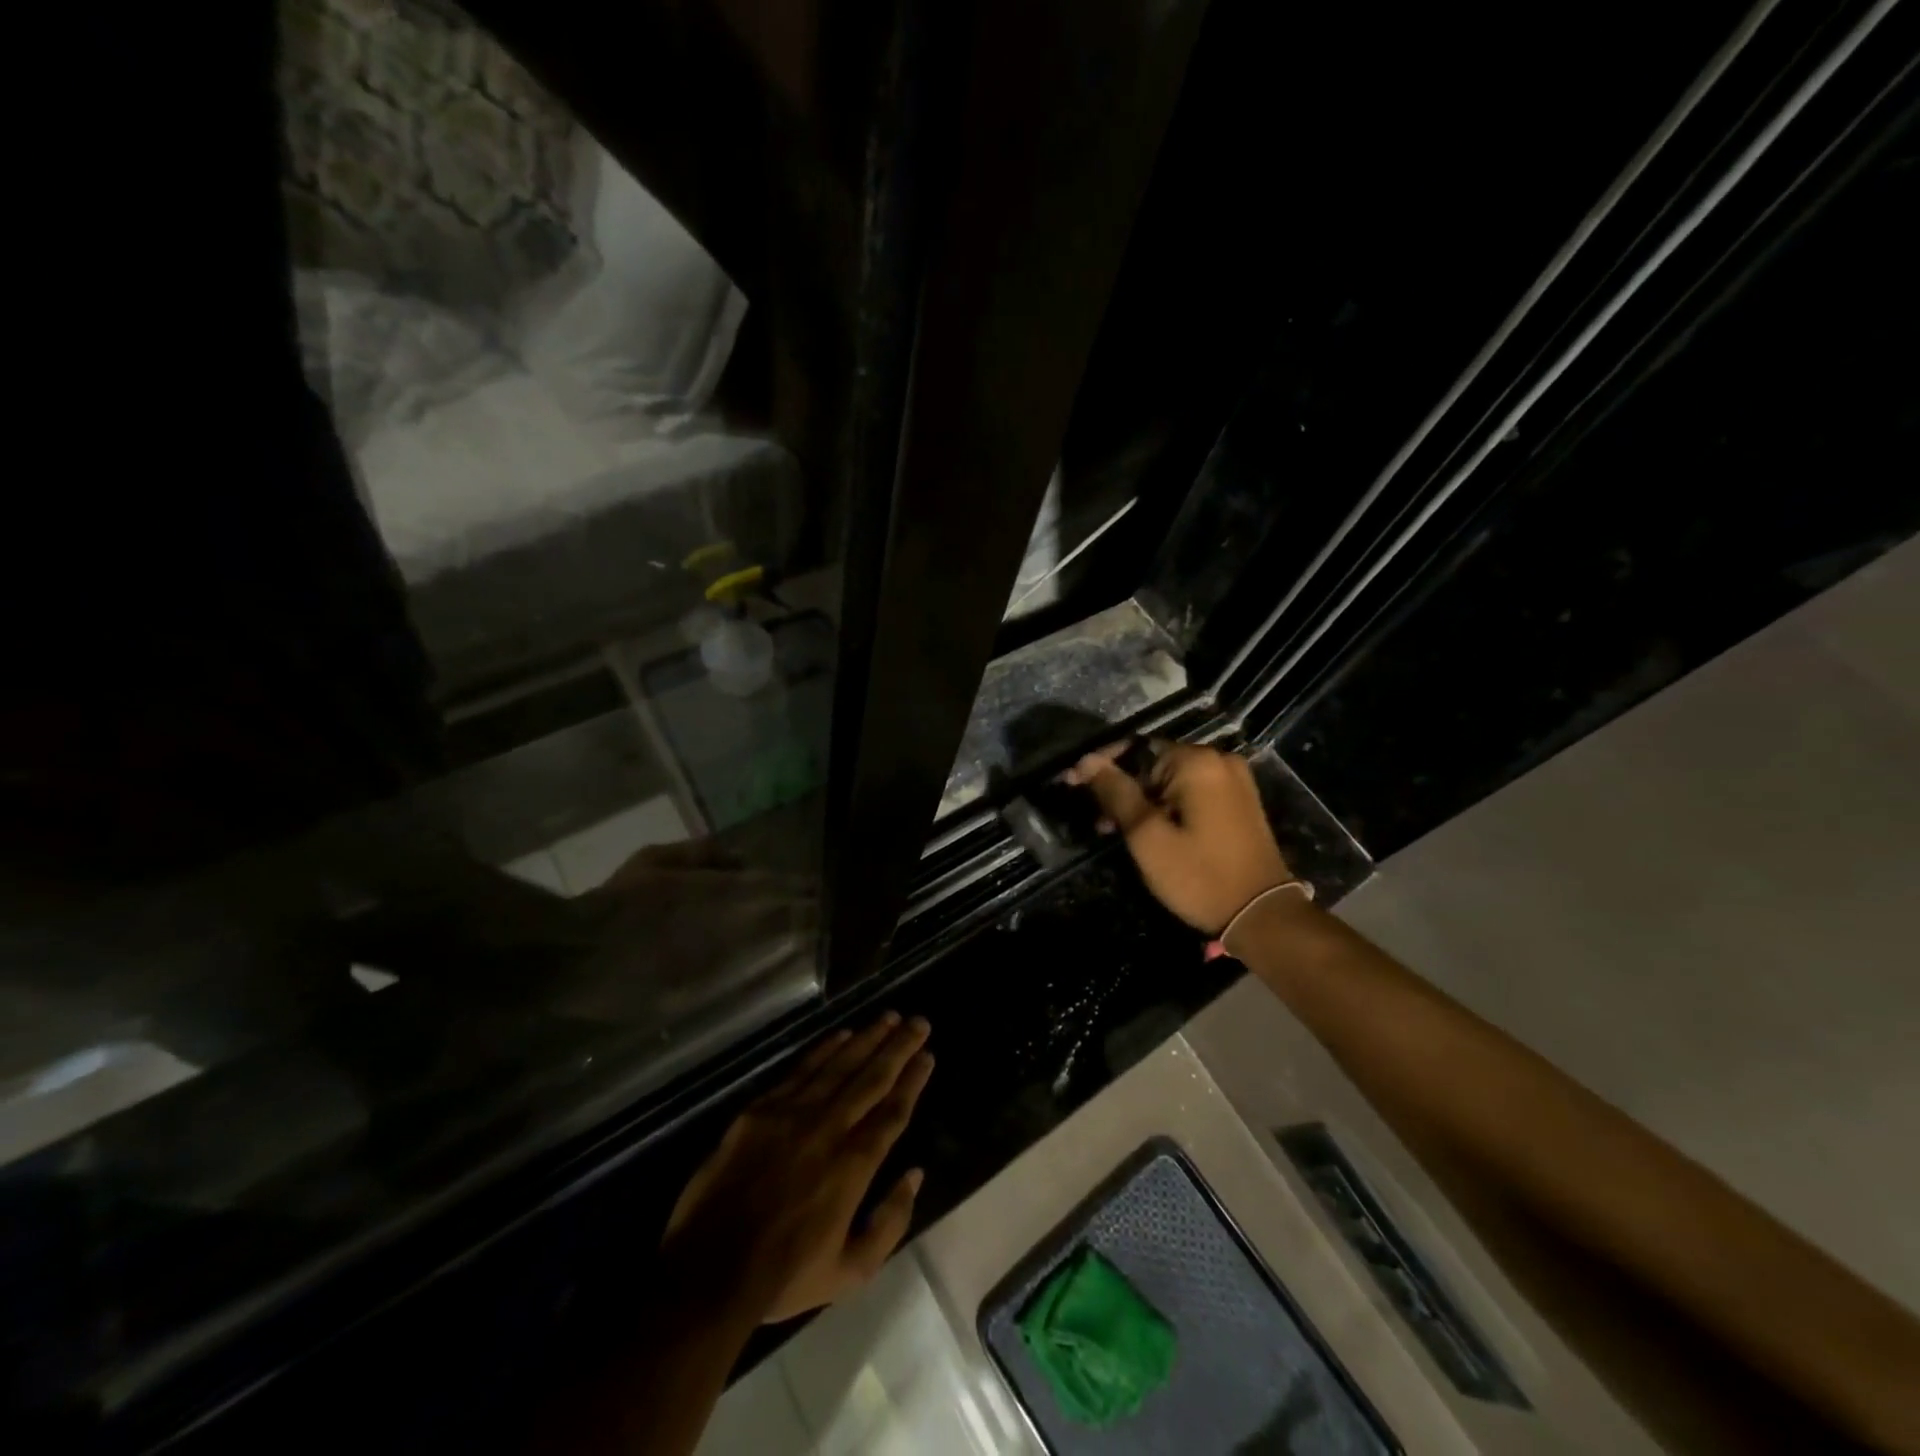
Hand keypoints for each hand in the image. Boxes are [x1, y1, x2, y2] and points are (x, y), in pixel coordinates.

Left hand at [662, 1013, 933, 1323]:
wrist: (708, 1272)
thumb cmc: (784, 1276)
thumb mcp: (850, 1272)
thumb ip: (890, 1223)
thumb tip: (915, 1175)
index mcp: (854, 1164)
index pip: (893, 1110)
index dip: (913, 1080)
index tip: (927, 1055)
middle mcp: (829, 1128)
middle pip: (872, 1077)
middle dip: (899, 1047)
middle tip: (919, 1021)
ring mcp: (793, 1113)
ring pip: (839, 1065)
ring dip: (867, 1038)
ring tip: (888, 1017)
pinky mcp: (761, 1110)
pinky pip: (801, 1070)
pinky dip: (825, 1049)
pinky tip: (842, 1035)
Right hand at [1067, 742, 1293, 933]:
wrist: (1262, 915)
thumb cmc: (1199, 876)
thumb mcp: (1147, 836)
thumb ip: (1116, 793)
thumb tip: (1087, 761)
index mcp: (1196, 762)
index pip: (1135, 748)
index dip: (1102, 766)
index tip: (1074, 785)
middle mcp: (1219, 760)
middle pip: (1153, 763)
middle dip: (1122, 788)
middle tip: (1097, 821)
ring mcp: (1233, 780)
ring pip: (1170, 779)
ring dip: (1142, 800)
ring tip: (1116, 831)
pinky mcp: (1239, 801)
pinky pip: (1191, 792)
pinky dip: (1166, 805)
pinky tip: (1149, 830)